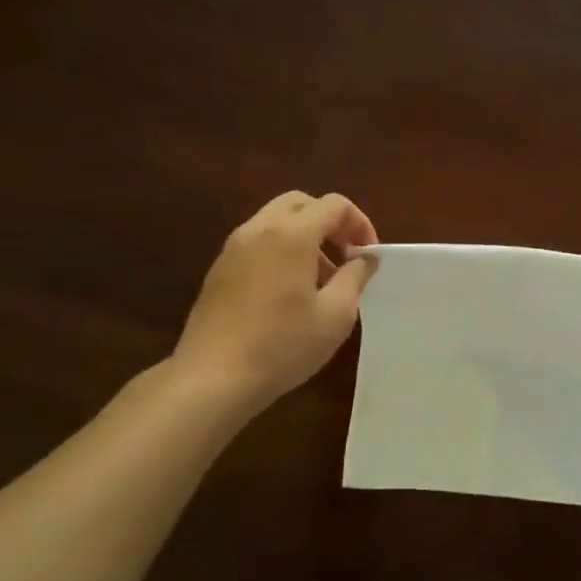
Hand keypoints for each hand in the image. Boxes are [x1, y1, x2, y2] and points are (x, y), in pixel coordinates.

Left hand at [170, 192, 378, 408]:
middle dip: (330, 222)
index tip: (367, 257)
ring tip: (321, 279)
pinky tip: (290, 292)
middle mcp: (259, 230)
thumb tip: (364, 258)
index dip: (360, 224)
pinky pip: (258, 242)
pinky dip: (282, 250)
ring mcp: (233, 248)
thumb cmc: (283, 345)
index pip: (334, 205)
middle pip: (301, 203)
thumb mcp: (336, 314)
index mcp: (291, 234)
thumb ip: (355, 277)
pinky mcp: (219, 269)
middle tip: (345, 257)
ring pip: (276, 221)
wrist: (213, 378)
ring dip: (306, 237)